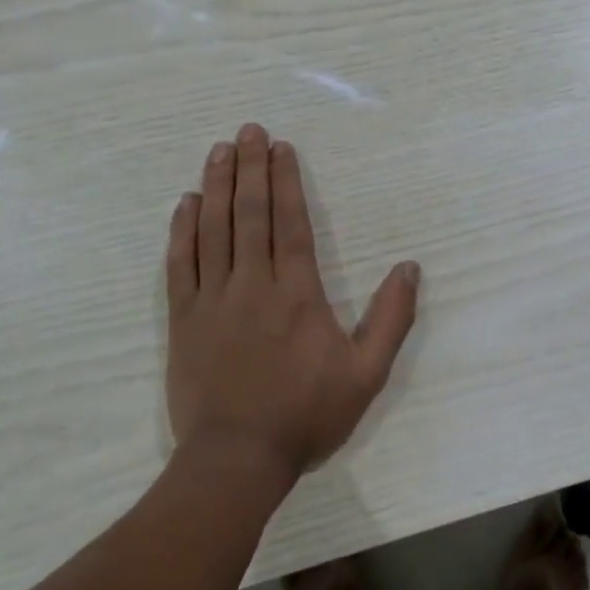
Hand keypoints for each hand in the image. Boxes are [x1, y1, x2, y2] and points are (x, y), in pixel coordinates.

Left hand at [165, 123, 420, 483]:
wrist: (237, 459)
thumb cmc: (306, 415)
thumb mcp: (366, 374)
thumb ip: (391, 319)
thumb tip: (409, 268)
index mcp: (297, 292)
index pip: (291, 222)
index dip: (285, 182)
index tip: (281, 148)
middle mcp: (252, 284)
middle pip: (250, 214)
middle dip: (250, 168)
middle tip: (249, 131)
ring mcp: (212, 299)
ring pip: (213, 229)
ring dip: (217, 186)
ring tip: (220, 151)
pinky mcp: (183, 319)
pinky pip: (180, 264)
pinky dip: (182, 229)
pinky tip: (186, 203)